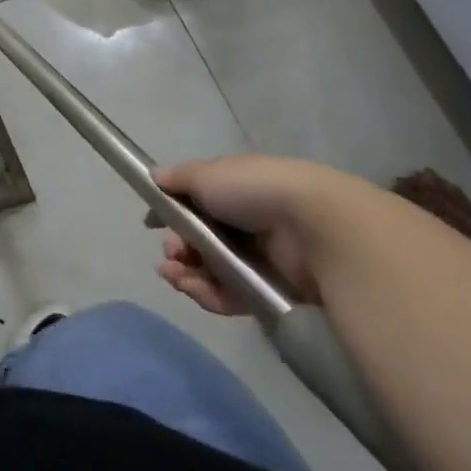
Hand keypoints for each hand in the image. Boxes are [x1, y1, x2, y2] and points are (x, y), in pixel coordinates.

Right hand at [152, 154, 375, 315]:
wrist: (317, 229)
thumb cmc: (256, 191)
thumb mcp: (209, 173)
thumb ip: (179, 178)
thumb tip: (155, 178)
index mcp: (237, 190)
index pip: (198, 203)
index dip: (173, 213)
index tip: (152, 222)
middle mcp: (248, 224)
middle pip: (201, 240)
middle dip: (177, 247)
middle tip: (171, 252)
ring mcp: (260, 260)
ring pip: (211, 270)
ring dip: (186, 273)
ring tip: (175, 275)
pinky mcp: (269, 293)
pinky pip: (229, 296)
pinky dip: (207, 294)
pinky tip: (192, 288)